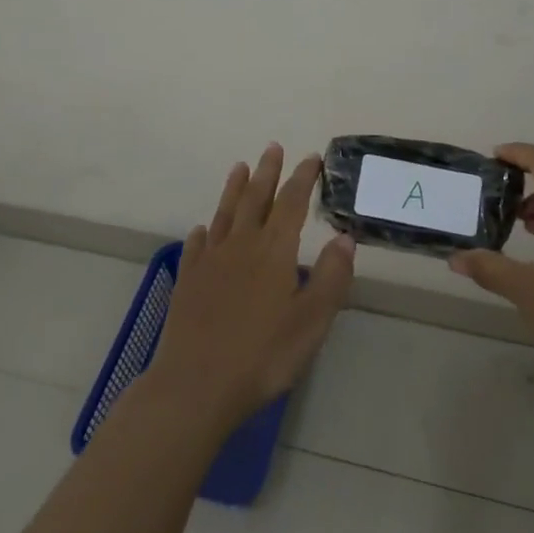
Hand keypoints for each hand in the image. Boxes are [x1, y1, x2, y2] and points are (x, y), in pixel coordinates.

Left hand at [146, 144, 355, 430]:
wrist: (196, 384)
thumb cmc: (263, 355)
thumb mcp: (312, 320)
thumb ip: (331, 276)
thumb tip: (345, 236)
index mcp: (274, 251)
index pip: (292, 203)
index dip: (302, 179)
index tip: (311, 158)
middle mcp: (241, 245)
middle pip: (255, 199)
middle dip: (267, 172)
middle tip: (273, 147)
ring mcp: (210, 262)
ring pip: (225, 214)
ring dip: (234, 189)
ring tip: (240, 167)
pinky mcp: (188, 281)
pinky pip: (197, 246)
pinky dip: (204, 232)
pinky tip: (204, 229)